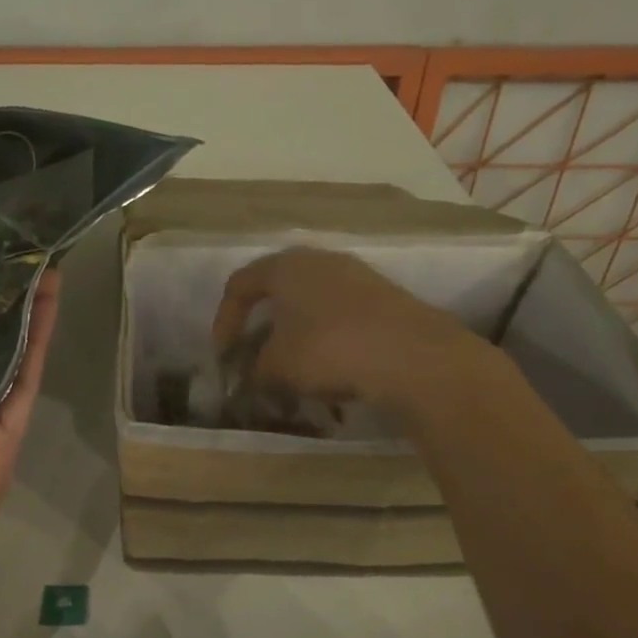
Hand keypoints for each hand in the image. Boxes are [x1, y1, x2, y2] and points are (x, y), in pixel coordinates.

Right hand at [211, 247, 483, 408]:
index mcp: (285, 266)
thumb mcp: (277, 366)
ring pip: (312, 304)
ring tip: (294, 370)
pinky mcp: (385, 298)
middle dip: (263, 327)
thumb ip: (255, 369)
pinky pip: (342, 316)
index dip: (224, 320)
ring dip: (297, 336)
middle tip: (256, 357)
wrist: (414, 356)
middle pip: (278, 290)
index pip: (240, 284)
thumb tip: (252, 376)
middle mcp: (320, 261)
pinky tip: (332, 371)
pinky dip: (328, 340)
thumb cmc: (328, 349)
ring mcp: (357, 276)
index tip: (224, 355)